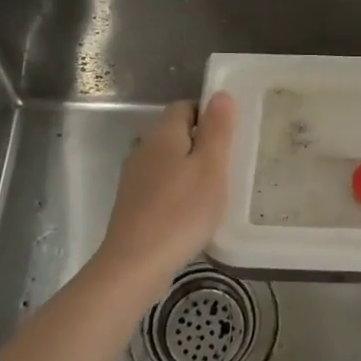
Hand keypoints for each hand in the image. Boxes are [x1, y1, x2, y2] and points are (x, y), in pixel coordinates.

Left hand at [91, 93, 236, 303]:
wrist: (134, 265)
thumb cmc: (181, 212)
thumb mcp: (211, 168)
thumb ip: (217, 130)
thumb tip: (220, 94)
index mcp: (163, 135)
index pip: (184, 107)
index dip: (207, 114)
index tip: (228, 136)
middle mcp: (143, 149)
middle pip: (174, 133)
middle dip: (200, 142)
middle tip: (227, 164)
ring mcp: (133, 178)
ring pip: (166, 160)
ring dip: (188, 168)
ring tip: (212, 189)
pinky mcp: (131, 205)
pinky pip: (158, 184)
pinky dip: (176, 190)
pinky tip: (190, 212)